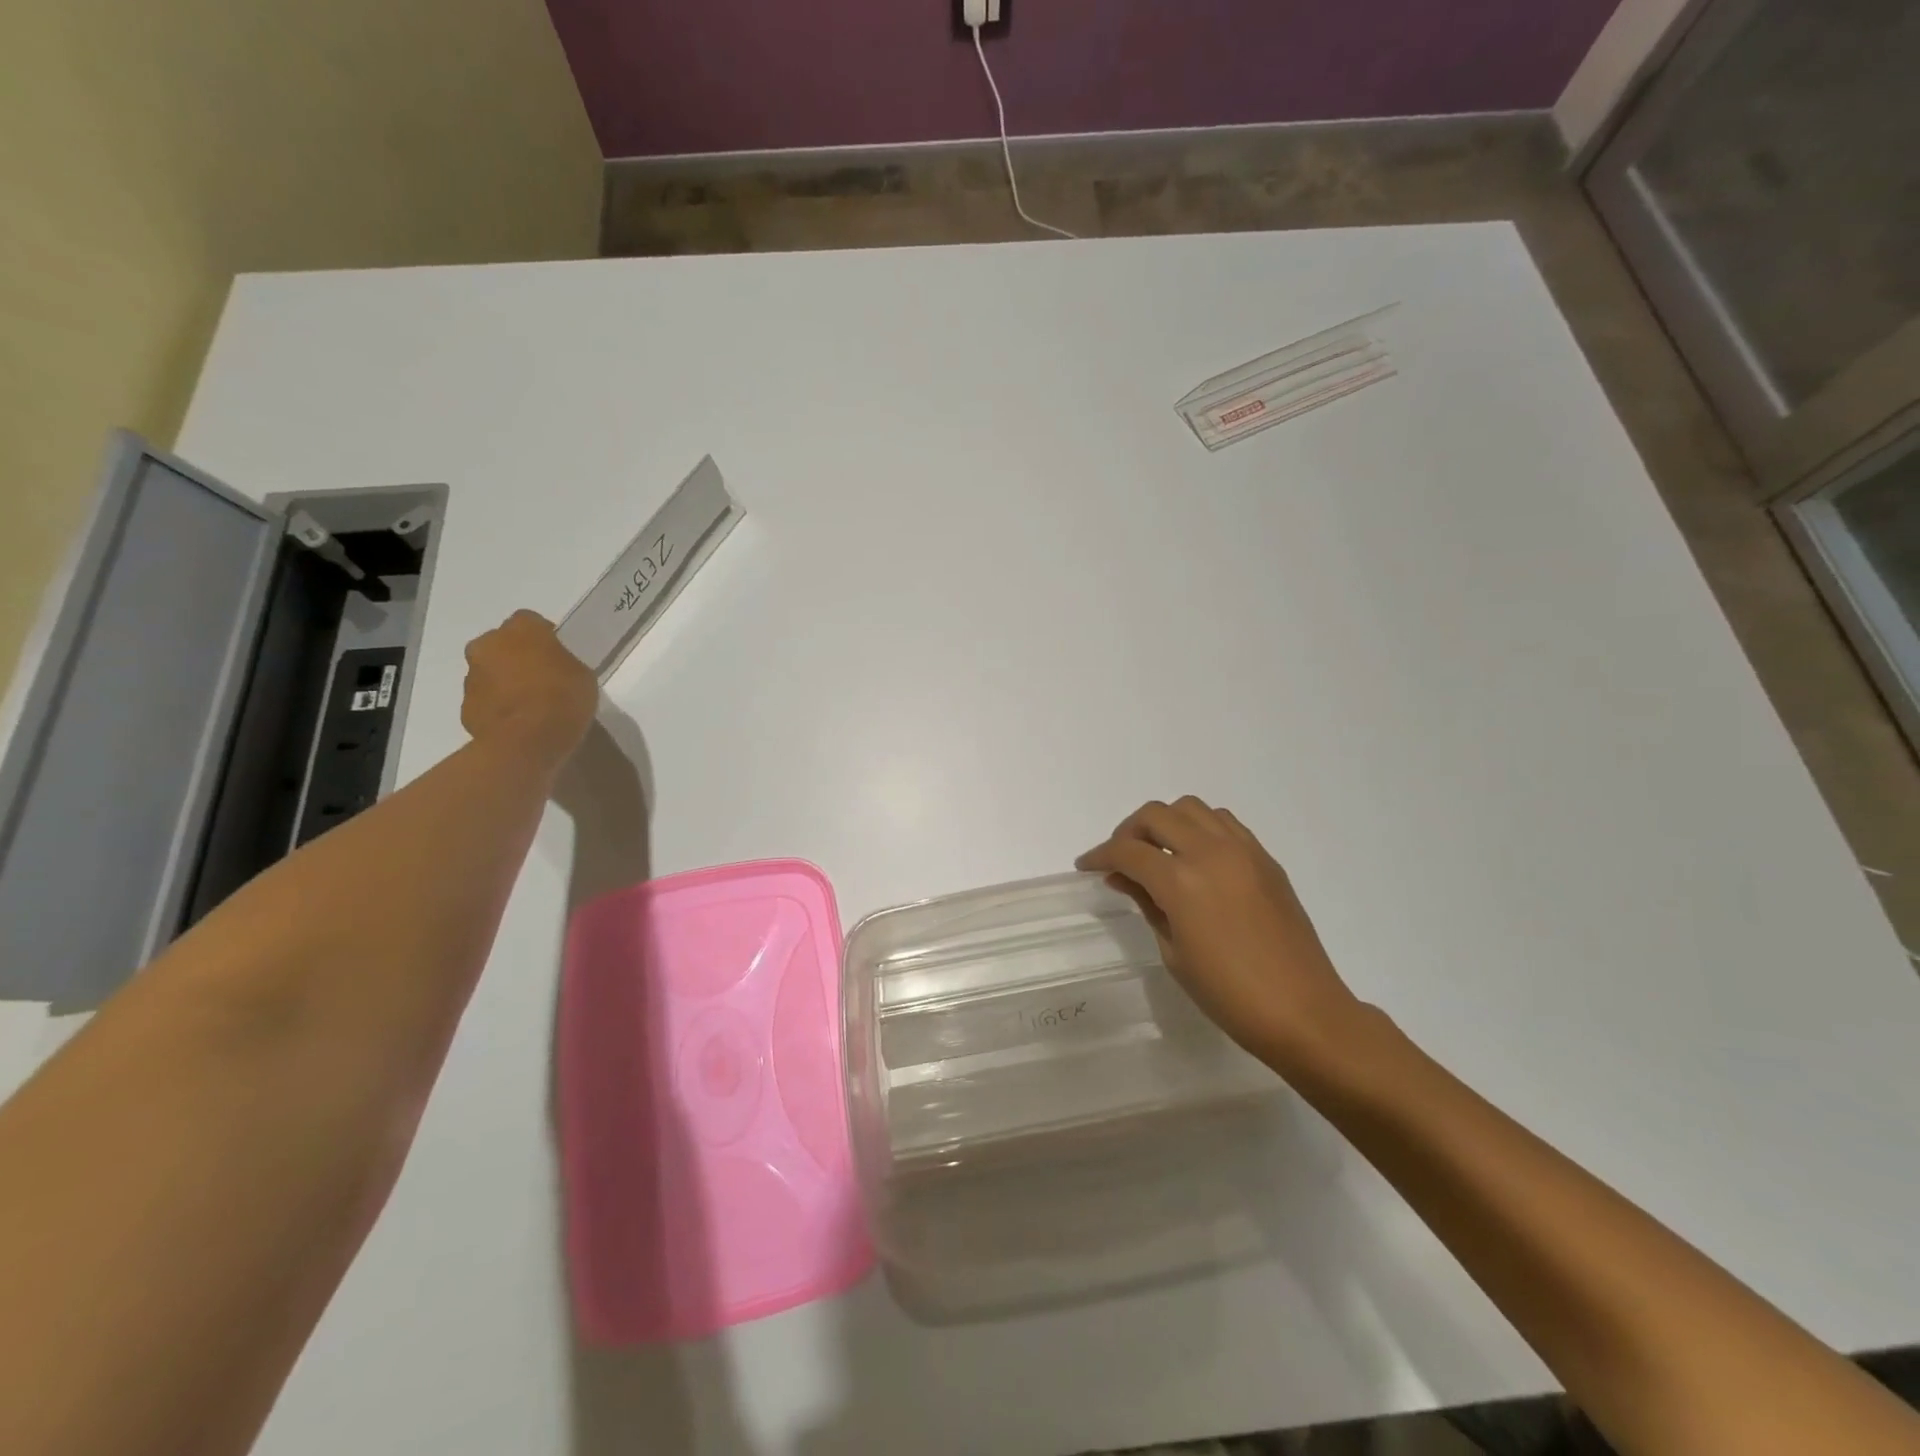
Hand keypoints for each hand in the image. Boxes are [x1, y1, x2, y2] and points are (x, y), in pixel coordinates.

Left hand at [460, 611, 597, 770]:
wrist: (526, 742)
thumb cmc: (562, 699)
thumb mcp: (582, 675)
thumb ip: (563, 663)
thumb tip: (552, 668)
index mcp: (521, 630)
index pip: (531, 621)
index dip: (545, 636)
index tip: (558, 654)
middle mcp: (489, 645)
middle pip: (502, 643)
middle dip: (517, 656)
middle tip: (542, 677)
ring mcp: (472, 676)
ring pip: (490, 671)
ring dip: (506, 681)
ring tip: (531, 705)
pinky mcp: (465, 706)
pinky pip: (485, 700)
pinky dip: (498, 707)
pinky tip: (519, 722)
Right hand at [1077, 797, 1365, 1071]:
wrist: (1303, 1011)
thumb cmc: (1228, 994)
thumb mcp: (1174, 952)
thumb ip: (1146, 903)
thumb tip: (1123, 878)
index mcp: (1181, 881)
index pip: (1127, 851)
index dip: (1100, 856)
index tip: (1086, 866)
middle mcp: (1211, 852)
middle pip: (1156, 815)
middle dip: (1129, 831)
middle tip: (1120, 859)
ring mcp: (1243, 851)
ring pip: (1191, 808)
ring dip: (1166, 823)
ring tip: (1158, 853)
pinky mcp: (1265, 858)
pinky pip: (1224, 823)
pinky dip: (1200, 828)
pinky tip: (1196, 858)